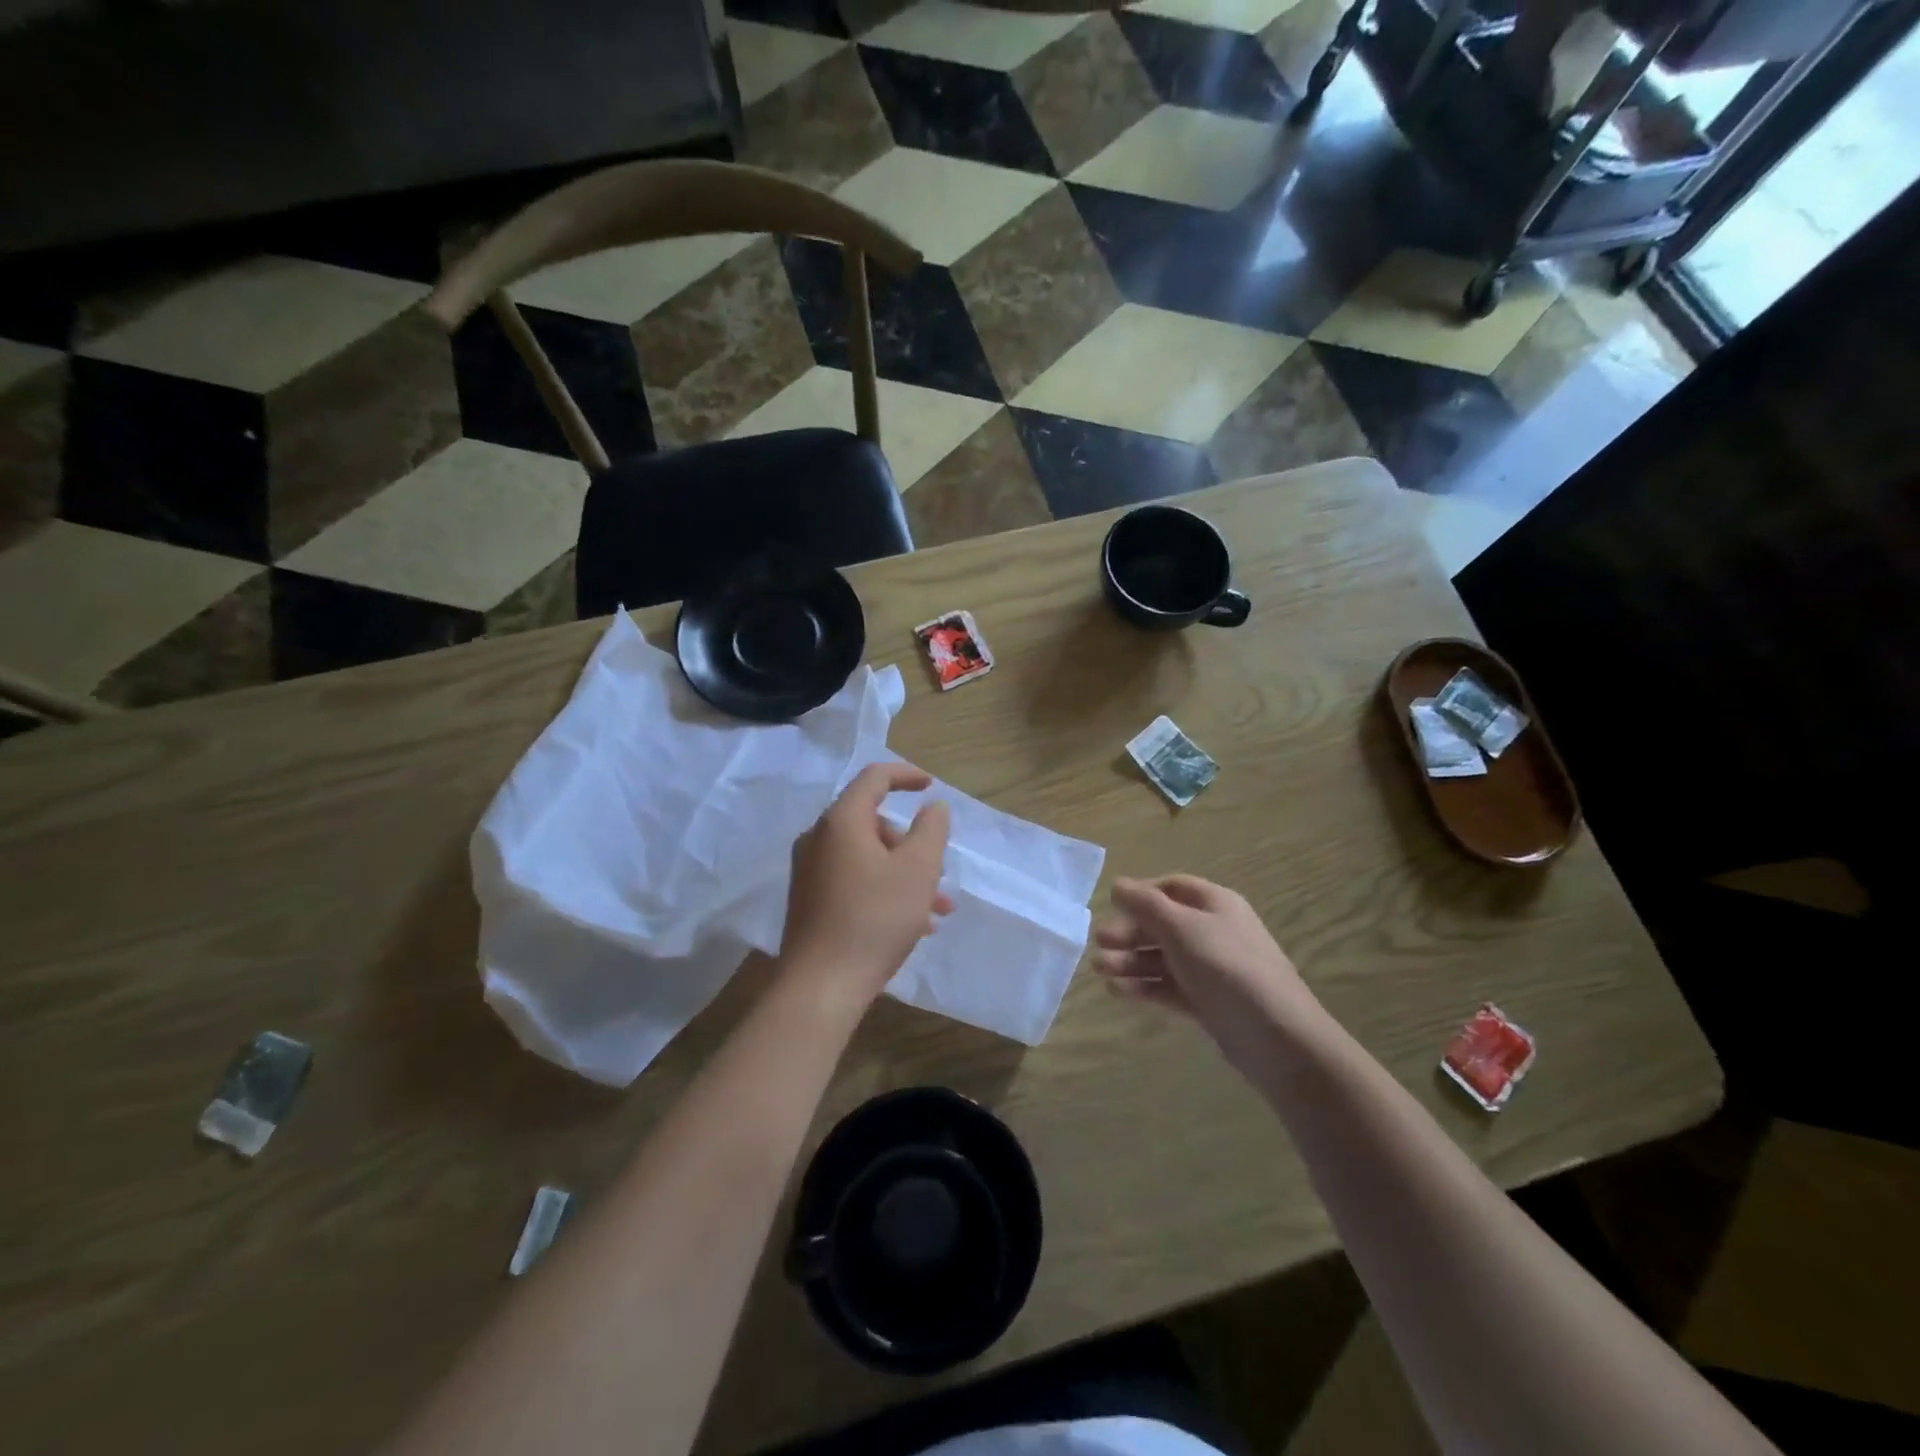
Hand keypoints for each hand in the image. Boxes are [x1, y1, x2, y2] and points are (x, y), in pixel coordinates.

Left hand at [780, 763, 952, 1005]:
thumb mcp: (917, 870)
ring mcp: (811, 871)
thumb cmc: (875, 918)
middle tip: (940, 872)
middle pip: (873, 822)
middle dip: (913, 843)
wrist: (821, 986)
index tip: (932, 786)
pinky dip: (885, 890)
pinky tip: (915, 925)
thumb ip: (931, 830)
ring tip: (938, 908)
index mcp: (841, 821)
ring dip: (905, 873)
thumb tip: (932, 806)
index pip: (874, 778)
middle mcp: (819, 839)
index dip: (906, 775)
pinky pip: (855, 880)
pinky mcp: (810, 900)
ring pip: (868, 857)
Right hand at [1092, 876, 1324, 1069]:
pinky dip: (1144, 986)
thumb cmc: (1226, 968)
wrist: (1276, 1038)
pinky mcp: (1207, 1002)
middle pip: (1163, 924)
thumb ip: (1145, 905)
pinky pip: (1169, 986)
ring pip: (1162, 957)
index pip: (1171, 888)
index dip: (1140, 894)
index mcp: (1215, 904)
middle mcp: (1214, 932)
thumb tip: (1117, 885)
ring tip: (1100, 971)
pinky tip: (1118, 991)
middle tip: (1099, 944)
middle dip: (1129, 932)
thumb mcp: (1182, 928)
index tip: (1110, 907)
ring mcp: (1211, 969)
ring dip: (1130, 960)